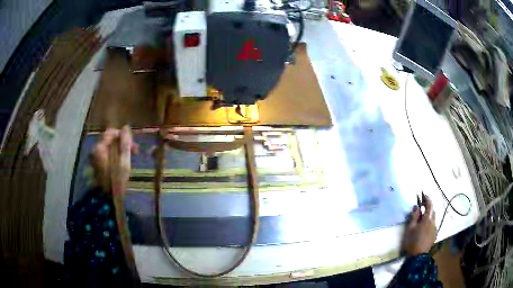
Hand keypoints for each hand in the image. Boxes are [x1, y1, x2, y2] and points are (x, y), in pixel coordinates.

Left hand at [91, 126, 137, 194]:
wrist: (107, 200)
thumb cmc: (116, 181)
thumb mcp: (124, 162)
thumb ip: (125, 144)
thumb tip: (126, 127)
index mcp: (100, 147)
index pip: (111, 132)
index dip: (123, 135)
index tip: (133, 145)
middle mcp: (95, 150)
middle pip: (109, 140)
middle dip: (122, 143)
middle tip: (134, 152)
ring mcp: (94, 157)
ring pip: (108, 147)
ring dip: (119, 150)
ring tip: (129, 158)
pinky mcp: (96, 164)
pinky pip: (106, 154)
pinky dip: (114, 155)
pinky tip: (122, 163)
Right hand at [402, 193, 436, 255]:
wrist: (418, 257)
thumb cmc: (412, 241)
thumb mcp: (410, 229)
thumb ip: (414, 217)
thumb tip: (417, 207)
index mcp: (427, 219)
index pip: (429, 205)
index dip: (427, 198)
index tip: (423, 193)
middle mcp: (433, 222)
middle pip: (432, 211)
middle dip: (428, 207)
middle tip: (421, 205)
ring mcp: (435, 229)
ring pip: (433, 218)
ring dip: (428, 215)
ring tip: (422, 217)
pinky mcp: (434, 235)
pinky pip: (433, 225)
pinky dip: (429, 222)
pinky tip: (424, 227)